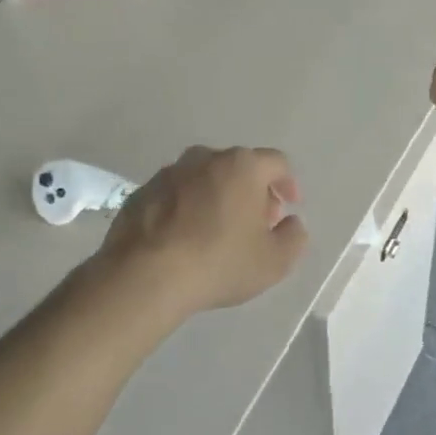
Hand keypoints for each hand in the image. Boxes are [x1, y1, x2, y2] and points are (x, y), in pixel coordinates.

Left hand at [96, 146, 307, 314]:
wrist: (143, 276)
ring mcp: (168, 173)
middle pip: (239, 167)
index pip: (276, 163)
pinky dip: (187, 208)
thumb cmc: (219, 262)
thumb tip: (291, 223)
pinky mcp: (141, 192)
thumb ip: (294, 237)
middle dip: (252, 191)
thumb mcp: (274, 261)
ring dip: (217, 197)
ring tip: (218, 230)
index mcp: (242, 166)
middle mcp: (205, 158)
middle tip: (257, 222)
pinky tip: (185, 238)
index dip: (288, 183)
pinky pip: (175, 195)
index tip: (289, 207)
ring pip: (204, 178)